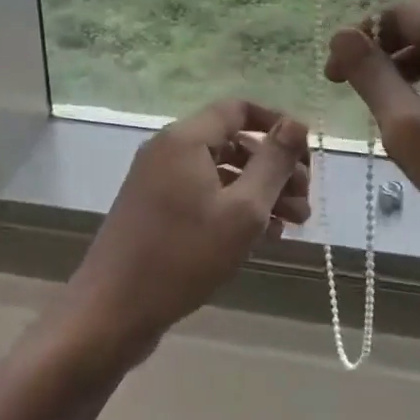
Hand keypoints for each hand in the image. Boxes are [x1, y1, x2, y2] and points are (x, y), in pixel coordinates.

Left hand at [64, 101, 310, 360]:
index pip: (239, 109)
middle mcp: (169, 149)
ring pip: (221, 171)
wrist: (112, 311)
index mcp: (185, 138)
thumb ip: (273, 163)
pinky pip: (203, 194)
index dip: (277, 124)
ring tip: (294, 223)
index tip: (306, 154)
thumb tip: (297, 123)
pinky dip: (234, 206)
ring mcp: (158, 180)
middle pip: (233, 141)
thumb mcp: (242, 210)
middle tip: (305, 199)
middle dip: (274, 166)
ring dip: (259, 191)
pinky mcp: (155, 209)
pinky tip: (264, 235)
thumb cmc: (183, 256)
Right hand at [325, 0, 419, 270]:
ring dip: (402, 72)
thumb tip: (341, 35)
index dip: (365, 34)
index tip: (335, 73)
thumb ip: (372, 76)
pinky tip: (413, 124)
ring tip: (377, 107)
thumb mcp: (409, 127)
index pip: (407, 12)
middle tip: (349, 87)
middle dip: (383, 52)